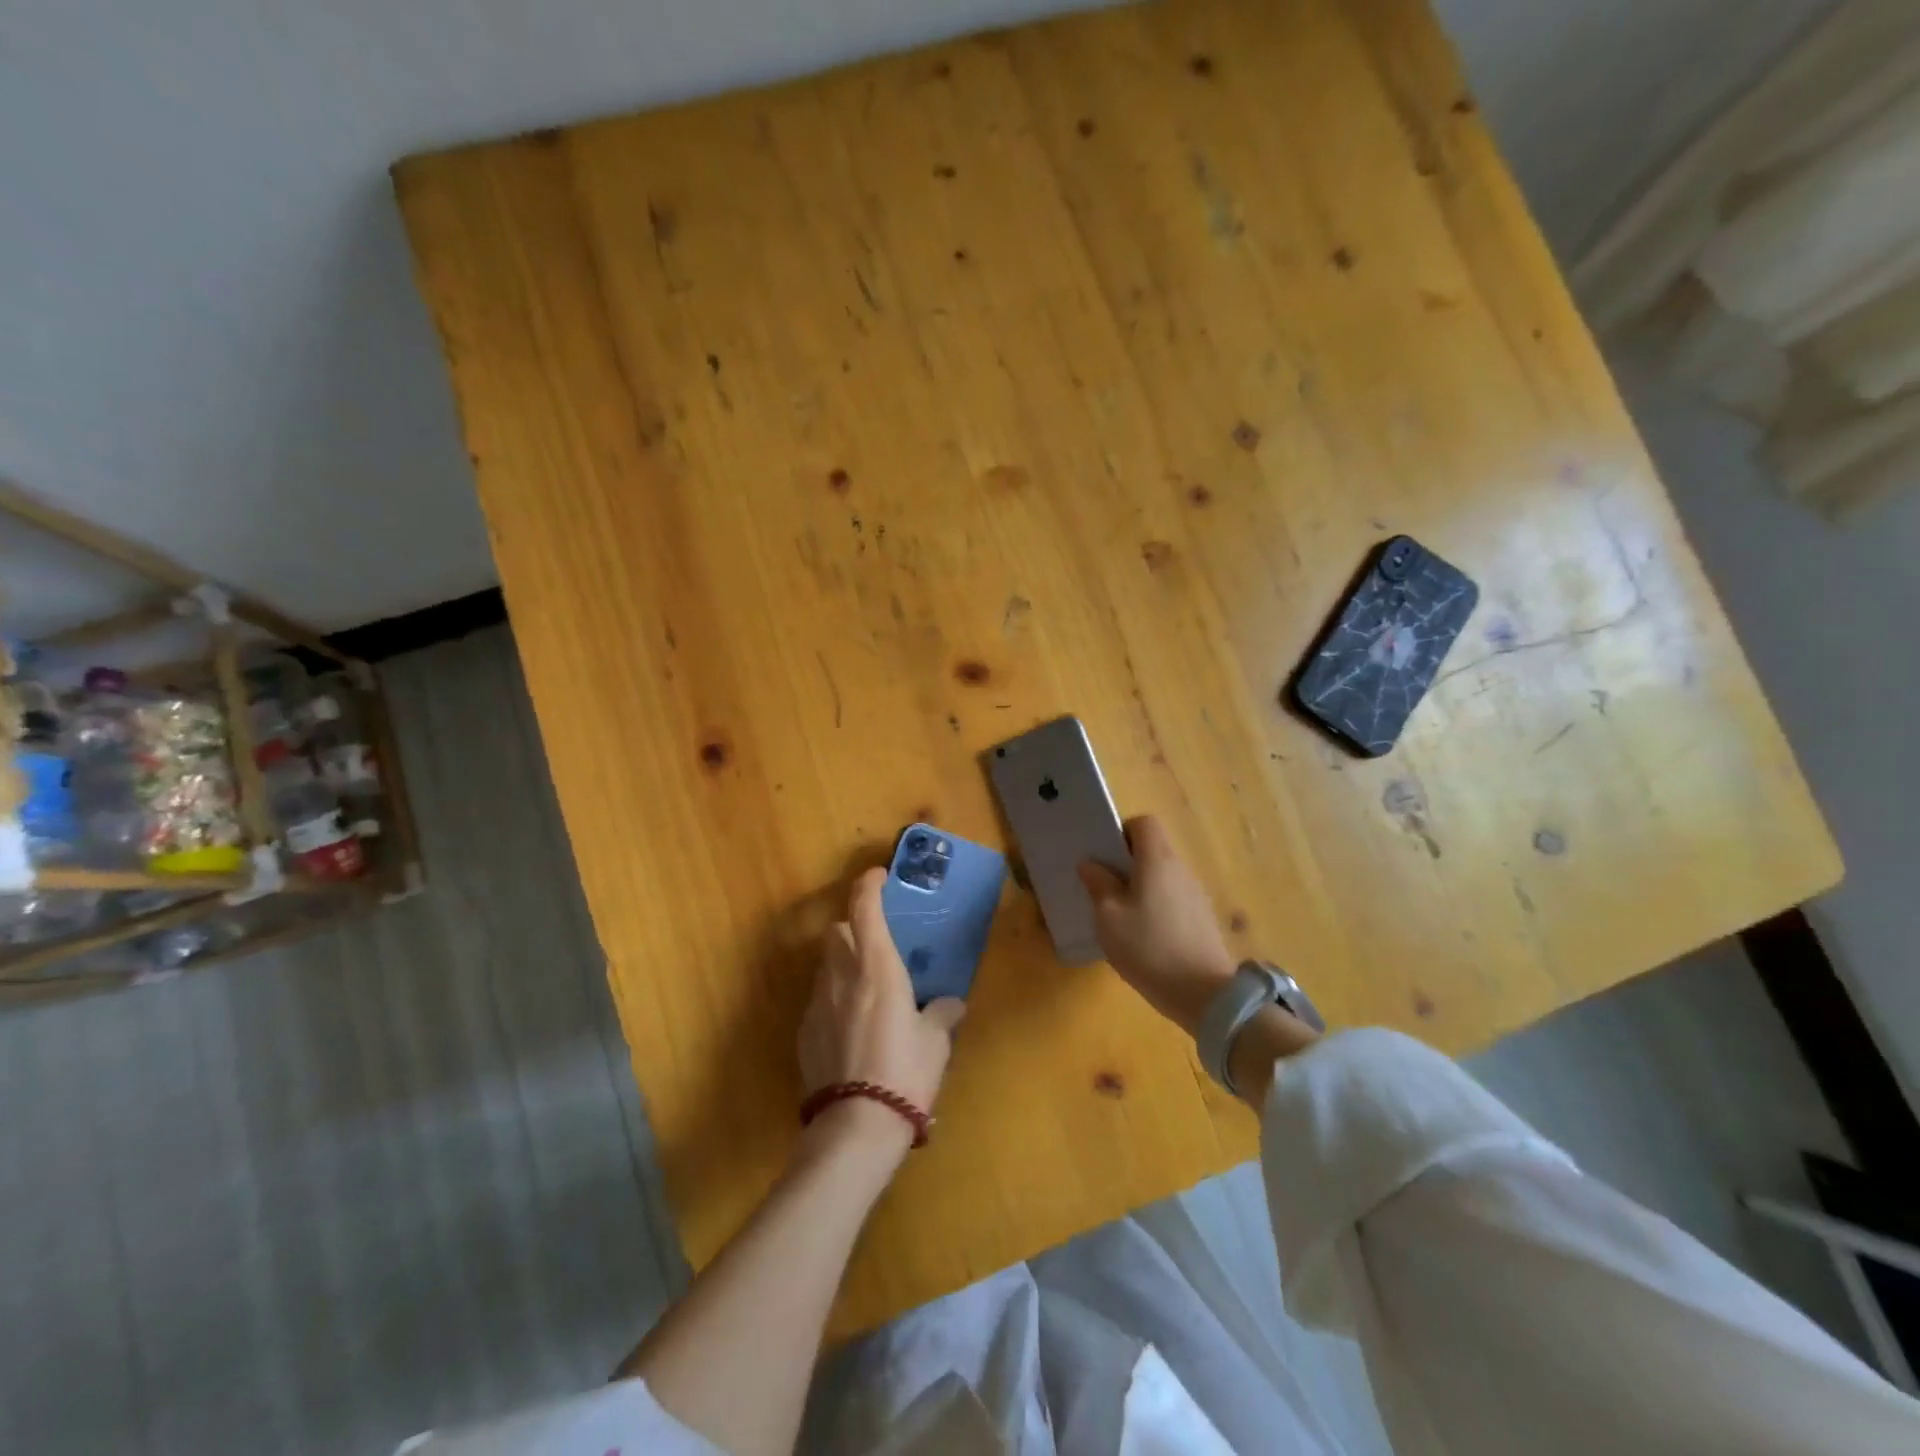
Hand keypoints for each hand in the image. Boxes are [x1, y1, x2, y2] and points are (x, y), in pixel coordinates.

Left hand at [798, 867, 966, 1152]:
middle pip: (837, 931)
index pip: (864, 907)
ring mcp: (816, 1004)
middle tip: (876, 946)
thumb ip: (941, 1015)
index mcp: (876, 967)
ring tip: (866, 993)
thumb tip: (951, 1004)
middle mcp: (841, 975)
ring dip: (843, 966)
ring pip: (826, 966)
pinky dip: (834, 1001)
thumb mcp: (935, 1043)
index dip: (869, 884)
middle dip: (853, 928)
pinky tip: (851, 1031)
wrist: (856, 1126)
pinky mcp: (803, 1033)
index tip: (878, 876)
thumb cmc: (905, 1072)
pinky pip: (819, 1001)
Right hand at [1077, 815, 1237, 1035]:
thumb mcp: (1109, 917)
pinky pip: (1173, 899)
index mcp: (1157, 860)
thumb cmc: (1149, 947)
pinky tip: (1144, 937)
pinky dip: (1156, 907)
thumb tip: (1090, 864)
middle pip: (1153, 850)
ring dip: (1141, 887)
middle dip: (1127, 864)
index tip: (1105, 858)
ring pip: (1162, 876)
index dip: (1122, 833)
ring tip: (1121, 917)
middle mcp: (1180, 869)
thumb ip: (1099, 885)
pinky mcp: (1202, 919)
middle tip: (1105, 889)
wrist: (1204, 994)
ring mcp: (1195, 895)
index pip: (1144, 823)